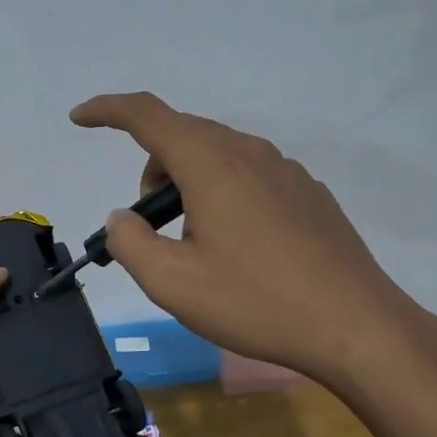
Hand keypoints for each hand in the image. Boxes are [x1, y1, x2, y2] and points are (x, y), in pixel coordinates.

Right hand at [70, 92, 422, 388]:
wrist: (357, 326)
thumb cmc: (257, 302)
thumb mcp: (173, 283)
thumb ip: (131, 243)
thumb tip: (122, 218)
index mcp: (211, 163)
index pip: (147, 115)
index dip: (107, 110)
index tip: (79, 118)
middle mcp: (249, 152)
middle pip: (182, 136)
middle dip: (151, 170)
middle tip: (151, 227)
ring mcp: (285, 170)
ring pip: (218, 155)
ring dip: (188, 184)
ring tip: (197, 245)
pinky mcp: (308, 193)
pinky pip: (249, 175)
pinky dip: (223, 193)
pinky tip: (240, 248)